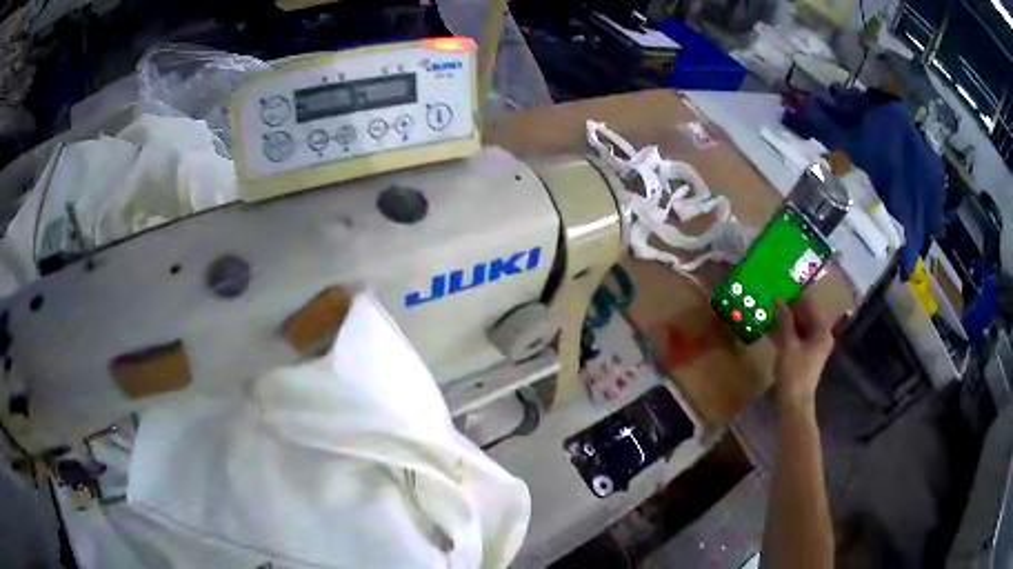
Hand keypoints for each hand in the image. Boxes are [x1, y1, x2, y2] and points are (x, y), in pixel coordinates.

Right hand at [770, 293, 833, 413]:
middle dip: (788, 307)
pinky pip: (793, 338)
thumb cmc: (794, 373)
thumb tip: (777, 298)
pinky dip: (783, 333)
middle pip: (804, 315)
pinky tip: (768, 328)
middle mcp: (819, 337)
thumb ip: (784, 320)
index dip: (795, 295)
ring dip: (784, 320)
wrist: (794, 404)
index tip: (780, 284)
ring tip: (767, 310)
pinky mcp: (801, 357)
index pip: (809, 305)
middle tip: (771, 296)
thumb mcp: (788, 344)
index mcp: (821, 331)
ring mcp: (810, 348)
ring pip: (797, 327)